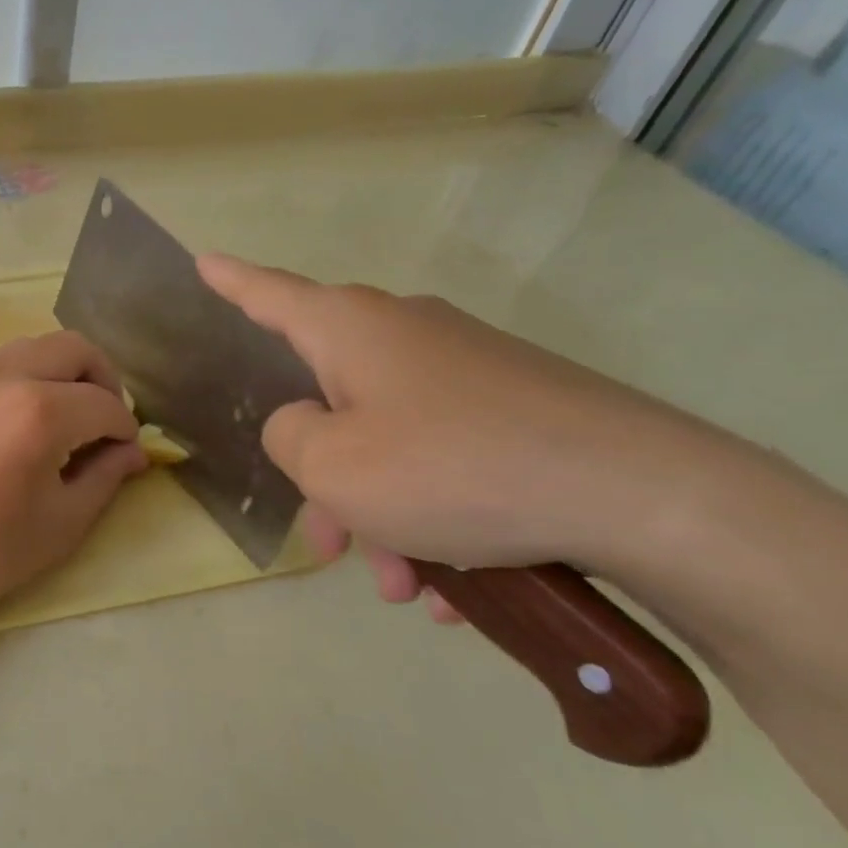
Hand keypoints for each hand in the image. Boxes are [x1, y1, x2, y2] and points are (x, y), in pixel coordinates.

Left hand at [0, 331, 148, 631]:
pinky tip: (26, 420)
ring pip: (38, 346)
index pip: (104, 404)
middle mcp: (6, 374)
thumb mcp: (59, 525)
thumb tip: (133, 452)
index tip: (126, 454)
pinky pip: (5, 360)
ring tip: (68, 420)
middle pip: (76, 348)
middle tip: (104, 424)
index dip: (125, 430)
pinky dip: (31, 375)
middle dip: (103, 381)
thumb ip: (104, 478)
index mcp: (39, 411)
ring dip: (65, 372)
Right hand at [199, 254, 735, 612]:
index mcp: (351, 330)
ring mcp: (466, 370)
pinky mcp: (515, 407)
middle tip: (331, 545)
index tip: (203, 261)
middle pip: (331, 399)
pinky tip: (456, 582)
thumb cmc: (453, 469)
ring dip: (383, 514)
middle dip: (324, 478)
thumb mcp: (333, 465)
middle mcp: (405, 335)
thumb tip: (305, 423)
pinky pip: (444, 459)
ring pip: (389, 442)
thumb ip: (287, 436)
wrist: (643, 495)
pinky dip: (435, 516)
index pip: (270, 294)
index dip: (231, 281)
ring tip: (405, 586)